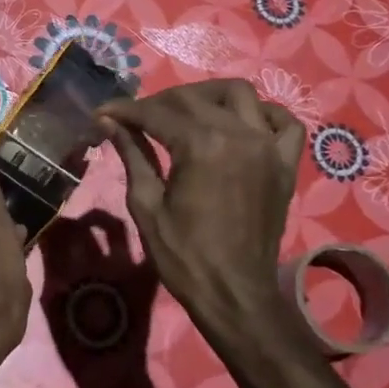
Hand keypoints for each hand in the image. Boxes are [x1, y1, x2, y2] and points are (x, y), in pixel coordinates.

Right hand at [98, 80, 305, 344]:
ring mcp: (268, 146)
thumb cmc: (183, 255)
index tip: (103, 113)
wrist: (233, 293)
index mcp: (201, 145)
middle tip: (136, 119)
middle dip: (158, 102)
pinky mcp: (285, 164)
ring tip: (186, 113)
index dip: (125, 110)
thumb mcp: (146, 204)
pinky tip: (240, 125)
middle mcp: (239, 134)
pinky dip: (263, 114)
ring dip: (208, 96)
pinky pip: (284, 123)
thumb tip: (109, 122)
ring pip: (240, 94)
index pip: (156, 113)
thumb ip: (132, 154)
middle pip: (193, 98)